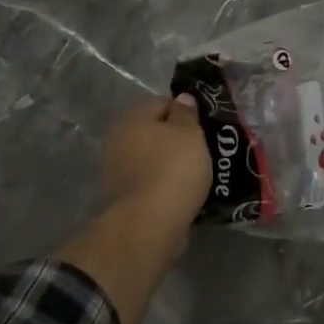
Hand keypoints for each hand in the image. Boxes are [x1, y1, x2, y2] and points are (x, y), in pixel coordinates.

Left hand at [101, 94, 211, 224]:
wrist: (150, 224)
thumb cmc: (173, 168)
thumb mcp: (190, 133)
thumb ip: (186, 112)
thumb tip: (182, 98)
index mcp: (133, 118)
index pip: (163, 102)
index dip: (186, 110)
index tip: (205, 124)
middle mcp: (119, 140)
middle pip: (155, 131)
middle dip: (177, 138)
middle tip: (204, 148)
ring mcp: (118, 170)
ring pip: (153, 157)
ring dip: (171, 162)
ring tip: (198, 172)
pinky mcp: (124, 197)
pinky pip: (151, 181)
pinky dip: (165, 183)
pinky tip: (183, 190)